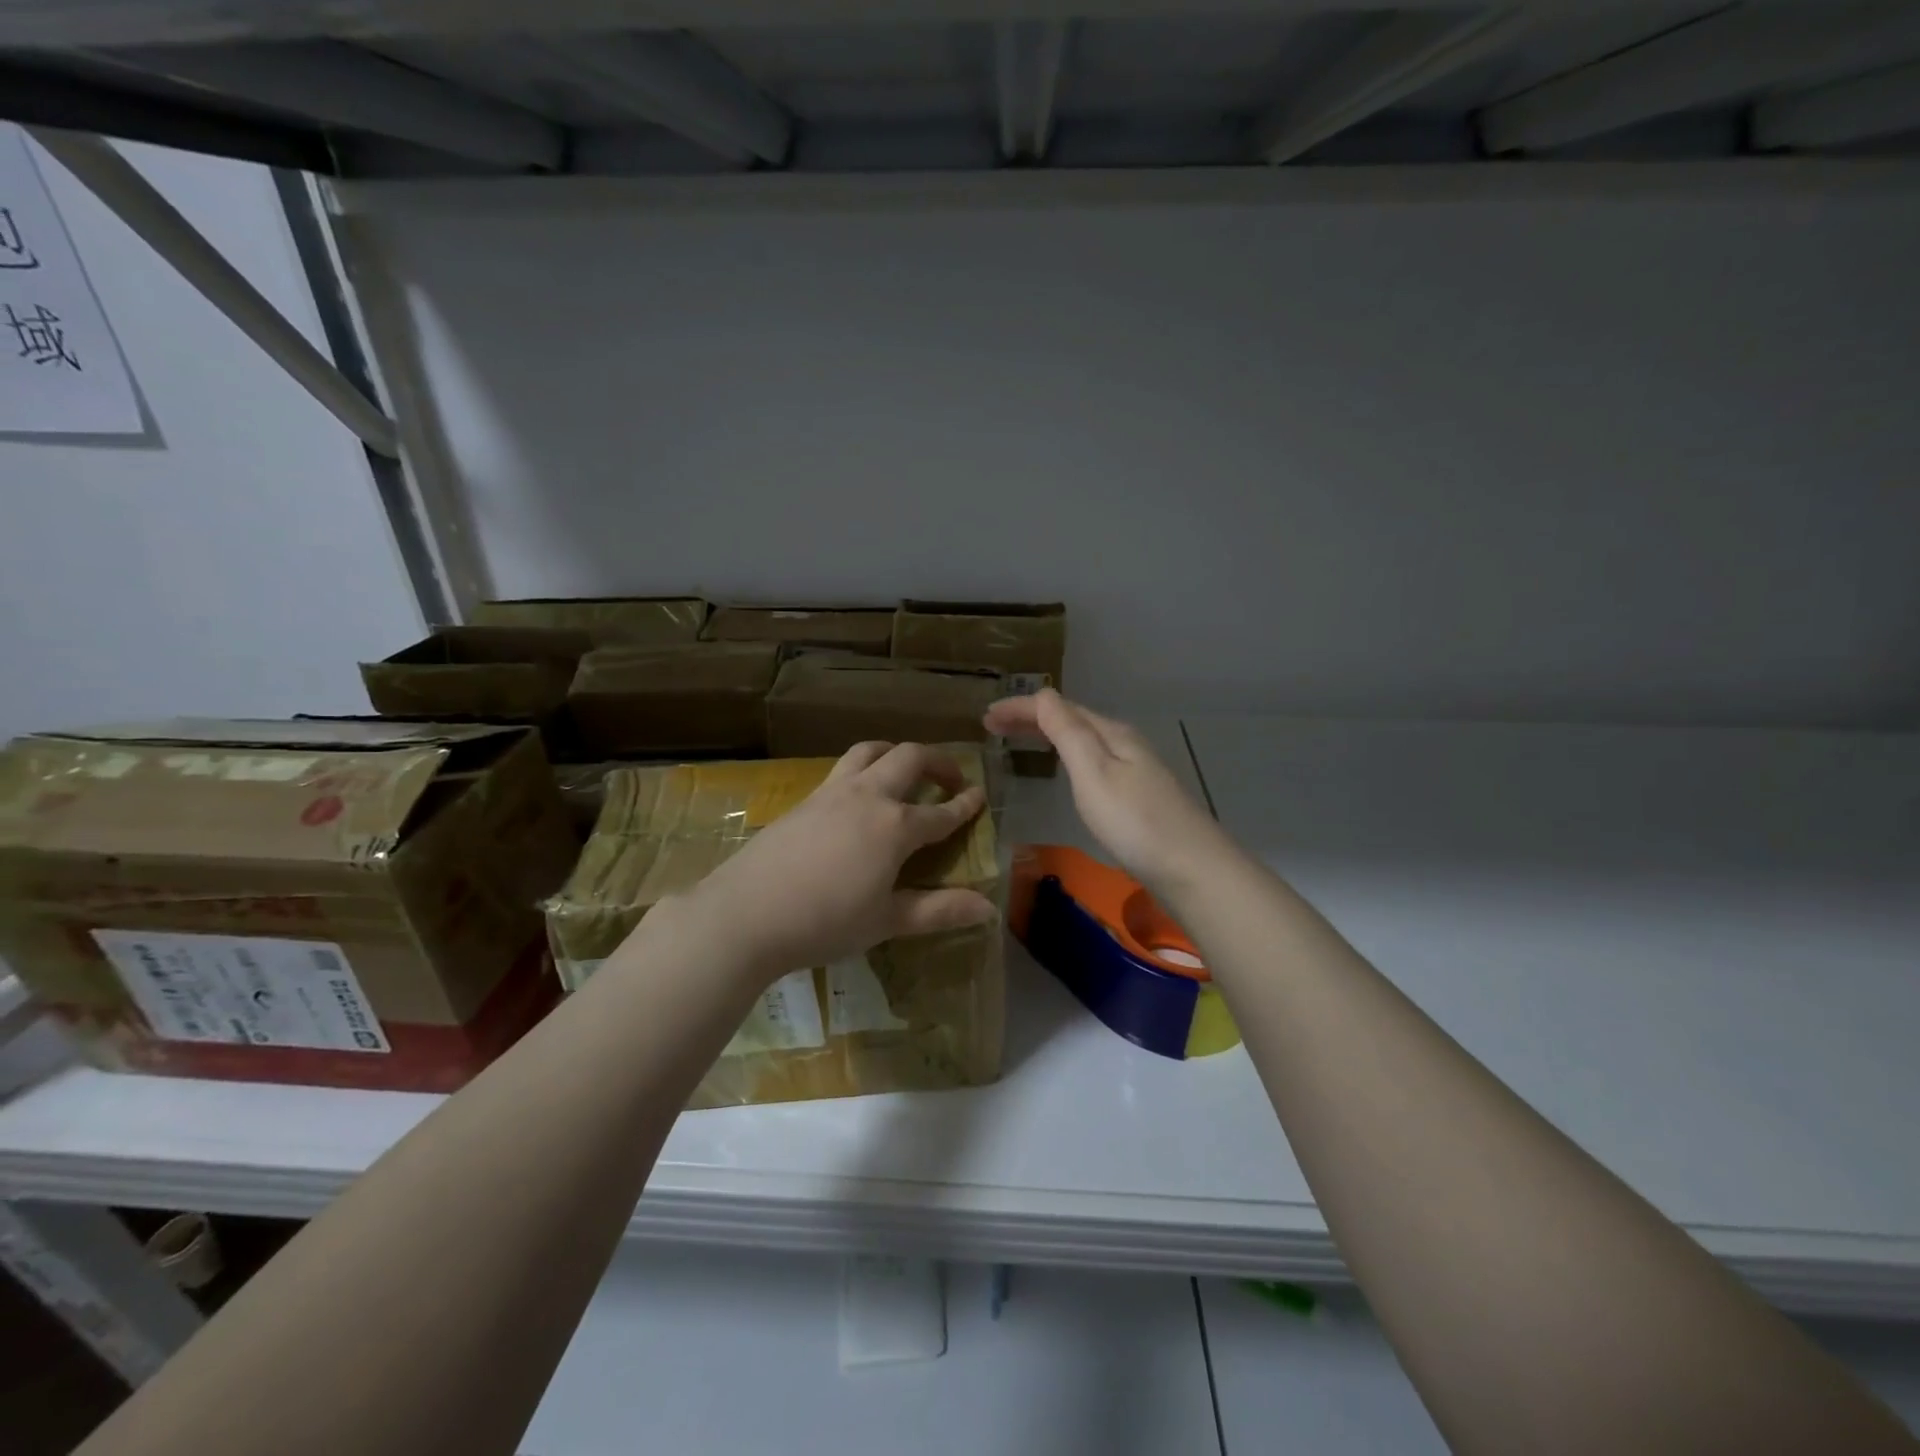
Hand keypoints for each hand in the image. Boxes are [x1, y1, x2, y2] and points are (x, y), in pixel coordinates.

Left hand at [670, 741, 995, 982]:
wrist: (746, 914)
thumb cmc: (824, 923)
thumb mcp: (887, 921)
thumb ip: (940, 910)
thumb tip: (989, 909)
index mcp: (895, 826)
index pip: (942, 812)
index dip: (965, 805)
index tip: (981, 796)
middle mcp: (868, 796)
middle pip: (910, 758)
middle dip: (937, 763)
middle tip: (950, 780)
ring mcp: (832, 792)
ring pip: (871, 751)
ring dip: (896, 753)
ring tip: (905, 770)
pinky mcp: (805, 799)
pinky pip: (843, 768)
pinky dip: (865, 767)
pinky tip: (859, 795)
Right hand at [984, 689, 1232, 896]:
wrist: (1193, 869)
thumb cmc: (1135, 822)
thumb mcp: (1094, 773)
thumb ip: (1068, 732)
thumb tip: (1042, 694)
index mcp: (1111, 734)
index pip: (1058, 708)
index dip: (1021, 708)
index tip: (985, 716)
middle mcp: (1124, 743)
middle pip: (1071, 720)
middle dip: (1031, 718)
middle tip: (992, 725)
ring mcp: (1134, 769)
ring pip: (1082, 739)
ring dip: (1047, 734)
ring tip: (1017, 739)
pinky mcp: (1137, 795)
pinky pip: (1091, 760)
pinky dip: (1065, 754)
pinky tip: (1064, 768)